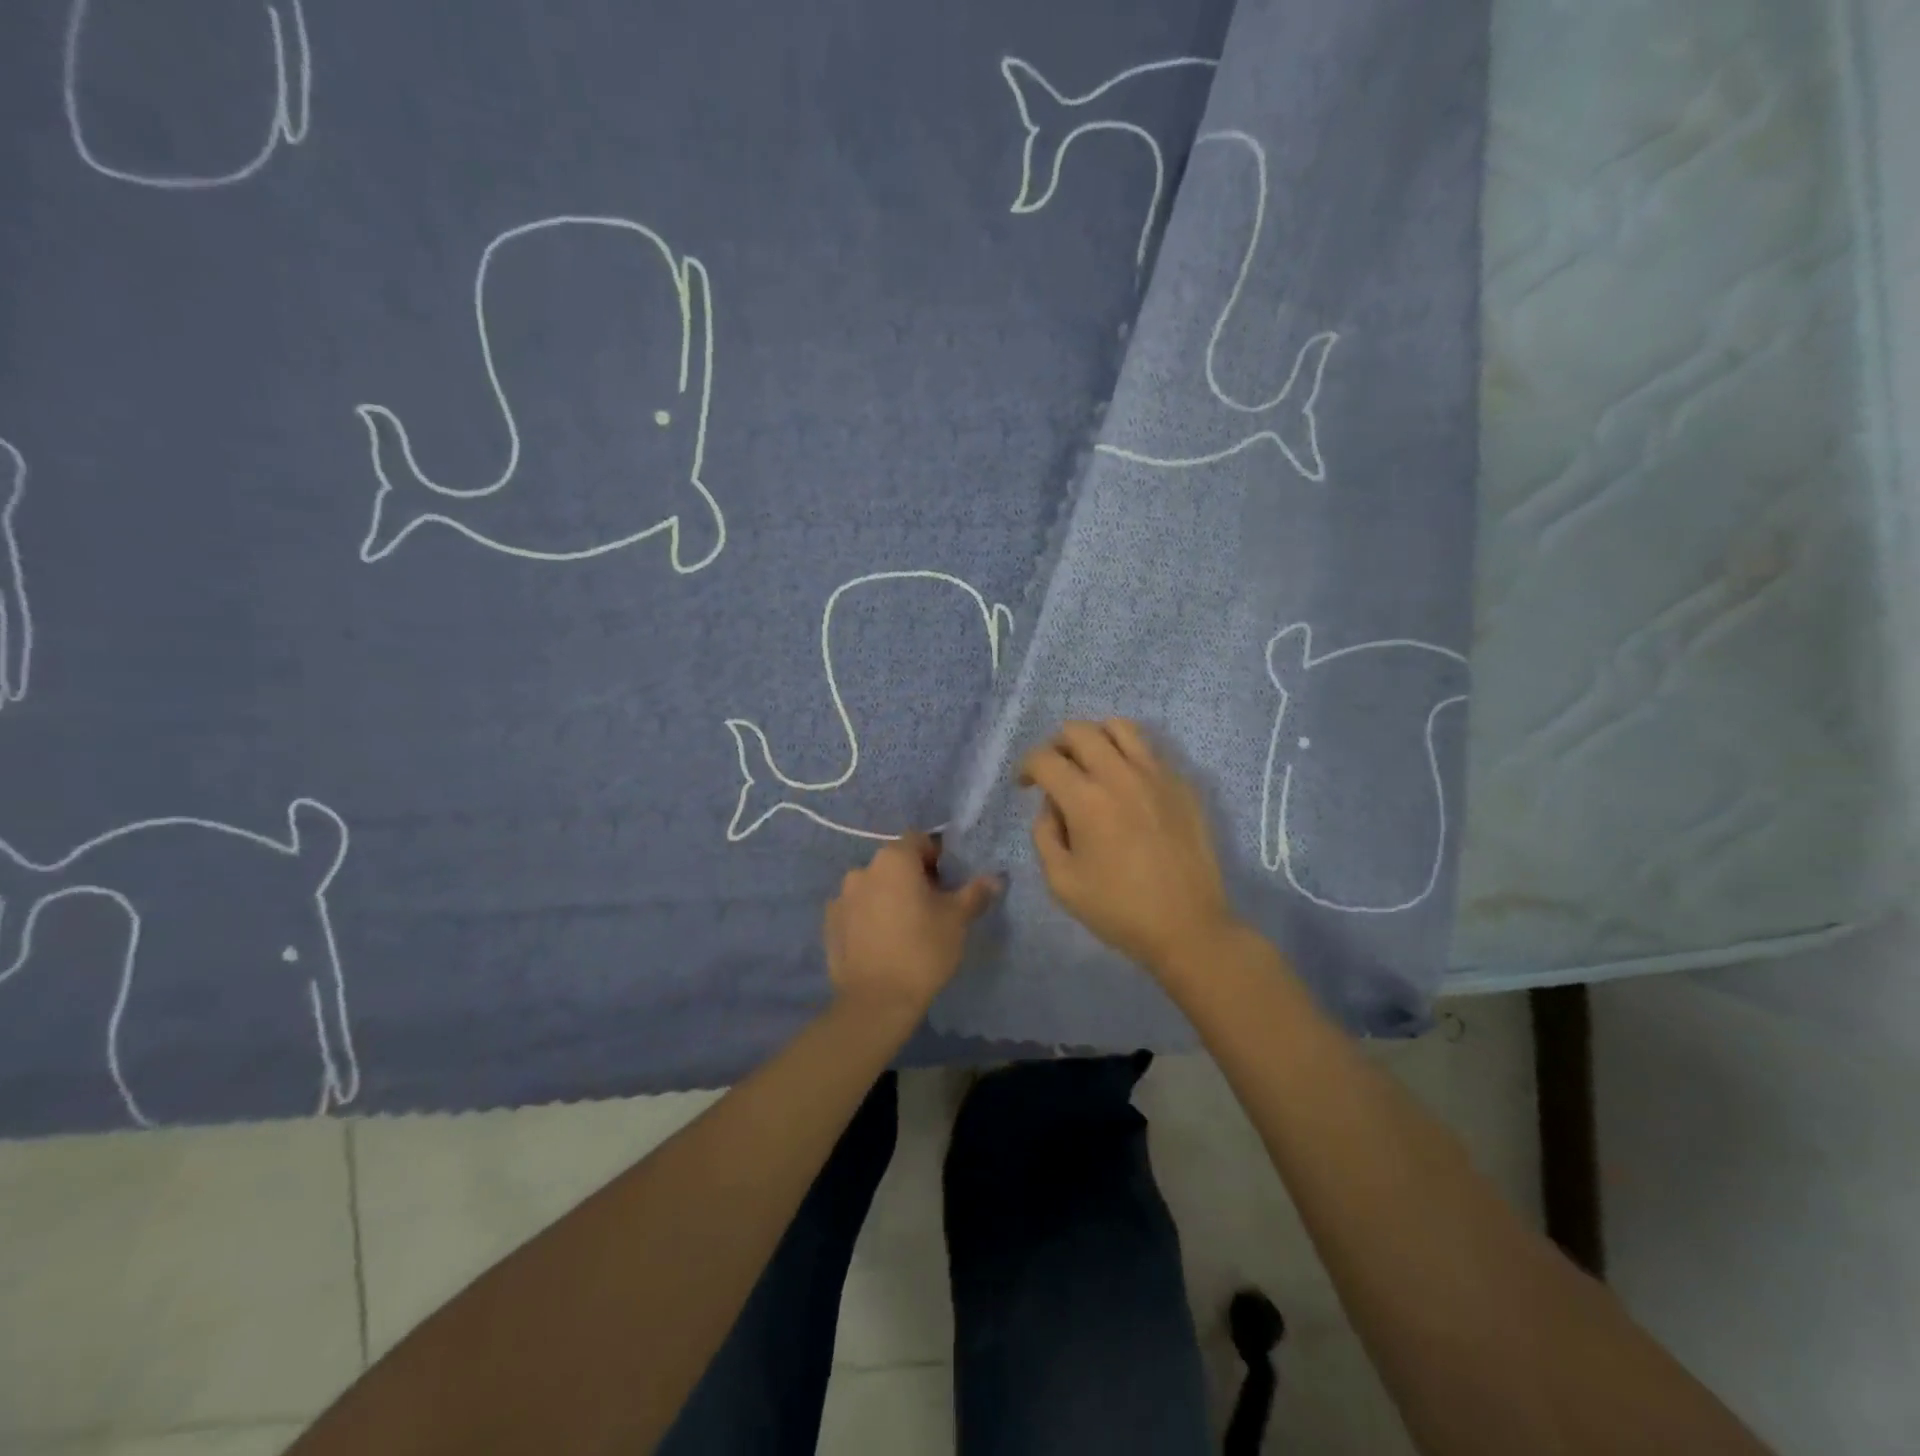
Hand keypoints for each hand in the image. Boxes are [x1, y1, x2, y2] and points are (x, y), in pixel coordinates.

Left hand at [824, 833, 998, 1019]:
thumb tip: (994, 878)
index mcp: (894, 860)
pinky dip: (869, 917)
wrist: (876, 1002)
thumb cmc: (923, 951)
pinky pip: (856, 910)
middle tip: (932, 908)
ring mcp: (841, 897)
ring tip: (904, 928)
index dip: (937, 857)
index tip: (948, 884)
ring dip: (889, 896)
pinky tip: (882, 943)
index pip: (919, 840)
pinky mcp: (830, 924)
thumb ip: (975, 893)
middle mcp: (863, 869)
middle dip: (913, 878)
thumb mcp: (958, 920)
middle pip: (895, 863)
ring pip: (874, 886)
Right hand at [1021, 719, 1238, 974]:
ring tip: (1092, 764)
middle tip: (1055, 771)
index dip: (1026, 767)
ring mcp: (1157, 775)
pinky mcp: (1182, 784)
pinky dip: (1129, 755)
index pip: (1045, 758)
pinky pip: (1150, 750)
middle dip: (1056, 744)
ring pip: (1120, 727)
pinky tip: (1127, 786)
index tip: (1025, 785)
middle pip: (1079, 730)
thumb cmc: (1118, 909)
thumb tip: (1052, 806)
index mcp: (1086, 799)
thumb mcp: (1061, 881)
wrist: (1187, 926)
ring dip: (1096, 738)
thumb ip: (1044, 834)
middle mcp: (1120, 775)